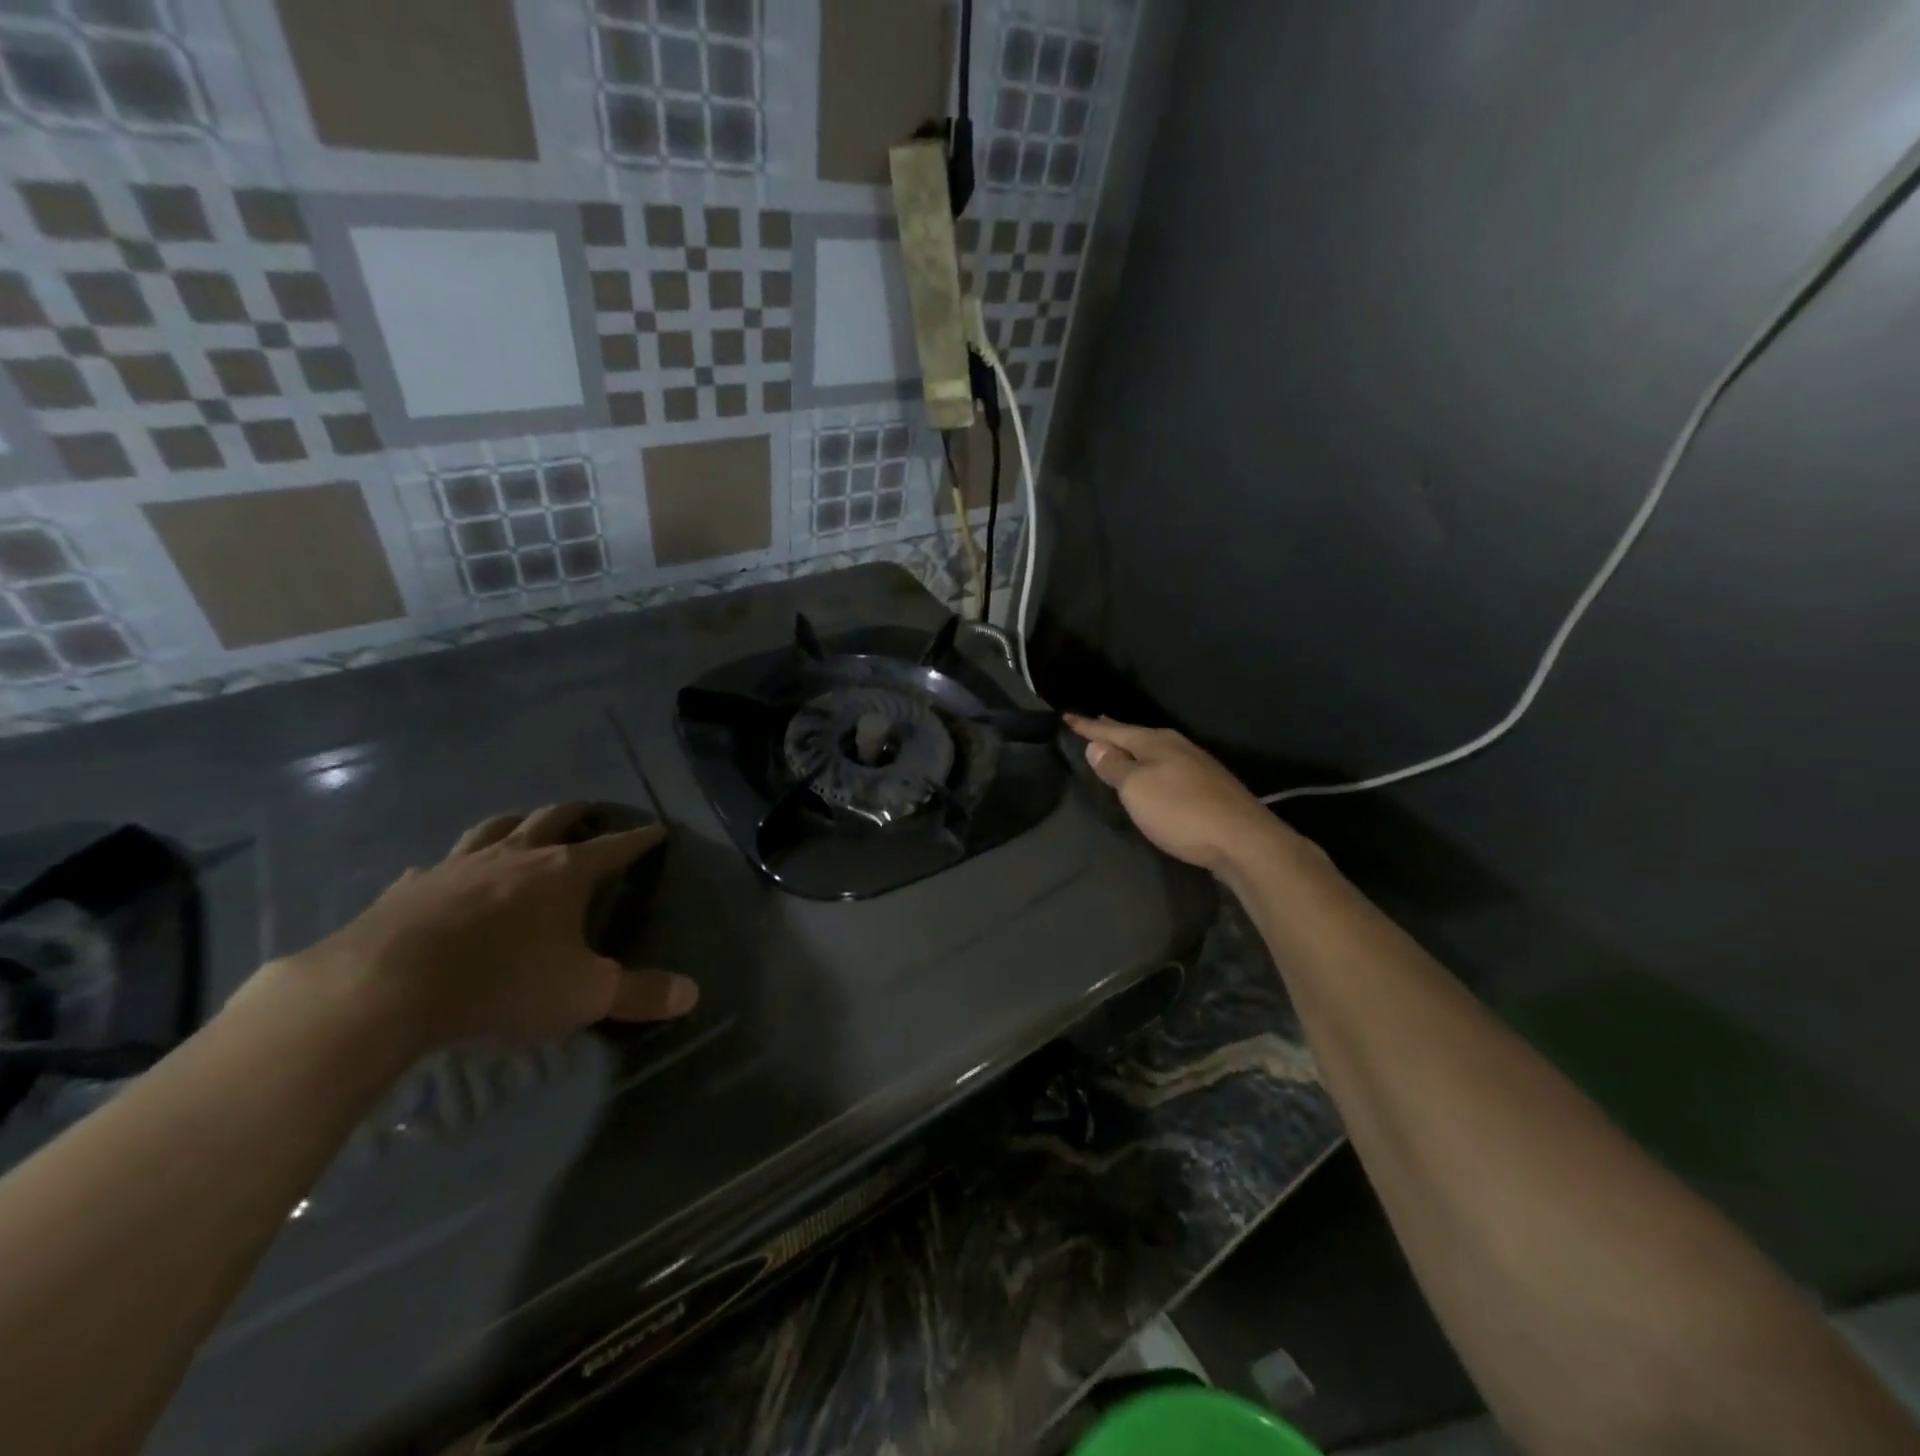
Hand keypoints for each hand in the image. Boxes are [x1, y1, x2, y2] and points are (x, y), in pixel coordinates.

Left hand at [272, 804, 697, 1054]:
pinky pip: (438, 864)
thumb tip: (692, 993)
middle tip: (594, 813)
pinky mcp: (409, 887)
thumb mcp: (584, 995)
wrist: (382, 989)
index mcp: (564, 873)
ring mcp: (458, 866)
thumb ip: (640, 993)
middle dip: (580, 813)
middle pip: (554, 818)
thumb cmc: (501, 983)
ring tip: (526, 823)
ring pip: (496, 827)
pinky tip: (446, 874)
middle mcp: (516, 856)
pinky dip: (454, 864)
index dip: (640, 839)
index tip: (658, 829)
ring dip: (518, 821)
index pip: (615, 847)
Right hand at [1066, 715, 1298, 873]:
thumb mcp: (1137, 789)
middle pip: (1135, 734)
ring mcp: (1195, 764)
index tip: (1066, 717)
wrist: (1242, 840)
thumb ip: (1115, 766)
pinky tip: (1152, 769)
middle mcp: (1176, 745)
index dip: (1088, 727)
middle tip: (1093, 722)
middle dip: (1112, 730)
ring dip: (1132, 746)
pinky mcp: (1207, 785)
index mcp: (1155, 742)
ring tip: (1117, 744)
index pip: (1112, 730)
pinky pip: (1167, 764)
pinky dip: (1150, 763)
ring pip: (1154, 749)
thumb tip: (1096, 745)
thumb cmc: (1181, 811)